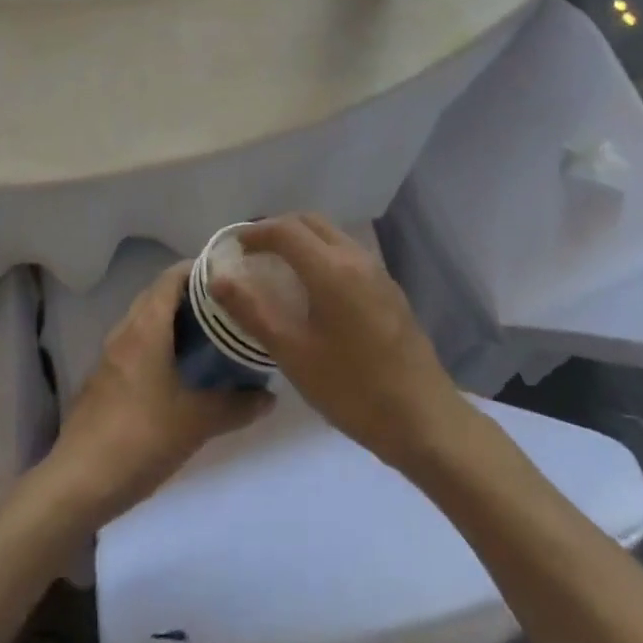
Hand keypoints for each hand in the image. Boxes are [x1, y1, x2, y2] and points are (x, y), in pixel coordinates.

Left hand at [48, 262, 272, 525]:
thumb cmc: (140, 438)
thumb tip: (269, 396)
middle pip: (158, 295)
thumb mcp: (197, 423)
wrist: (77, 483)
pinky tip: (178, 370)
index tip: (230, 274)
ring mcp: (110, 357)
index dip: (199, 269)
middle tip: (226, 305)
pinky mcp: (103, 380)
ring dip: (173, 320)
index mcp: (146, 328)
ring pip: (145, 321)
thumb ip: (236, 406)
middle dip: (190, 294)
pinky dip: (158, 343)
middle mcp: (125, 332)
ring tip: (209, 334)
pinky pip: (135, 345)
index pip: (171, 277)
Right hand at [211, 213, 465, 473]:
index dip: (255, 233)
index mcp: (331, 268)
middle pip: (311, 223)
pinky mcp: (389, 290)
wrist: (424, 419)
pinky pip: (348, 255)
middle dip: (278, 229)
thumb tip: (219, 277)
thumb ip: (253, 311)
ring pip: (332, 236)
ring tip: (278, 269)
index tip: (234, 248)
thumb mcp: (294, 354)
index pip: (285, 229)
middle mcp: (356, 258)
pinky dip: (322, 255)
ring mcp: (378, 272)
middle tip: (253, 254)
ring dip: (302, 240)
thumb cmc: (352, 388)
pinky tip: (314, 291)